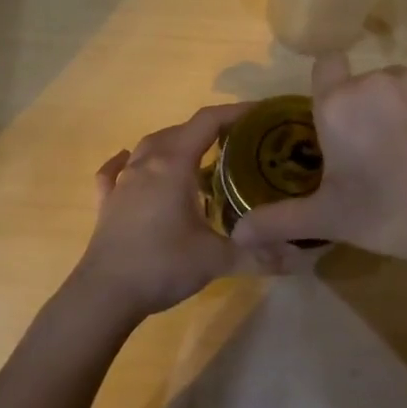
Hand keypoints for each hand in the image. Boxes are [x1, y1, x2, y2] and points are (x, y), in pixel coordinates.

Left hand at [69, 102, 265, 321]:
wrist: (105, 294)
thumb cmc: (162, 265)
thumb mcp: (216, 260)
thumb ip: (258, 255)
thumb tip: (301, 257)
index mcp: (173, 165)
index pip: (207, 122)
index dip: (235, 113)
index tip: (260, 114)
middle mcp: (146, 163)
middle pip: (179, 131)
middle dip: (209, 131)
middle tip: (237, 144)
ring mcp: (122, 182)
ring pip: (149, 146)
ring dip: (173, 144)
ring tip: (196, 156)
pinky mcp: (106, 202)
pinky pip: (115, 171)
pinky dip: (126, 163)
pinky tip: (128, 163)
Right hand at [231, 49, 406, 266]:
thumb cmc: (386, 214)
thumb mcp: (327, 218)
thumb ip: (278, 219)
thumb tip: (235, 234)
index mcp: (336, 105)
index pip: (325, 65)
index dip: (330, 88)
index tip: (338, 120)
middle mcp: (372, 81)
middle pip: (362, 81)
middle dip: (365, 107)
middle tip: (376, 149)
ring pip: (397, 78)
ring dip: (398, 100)